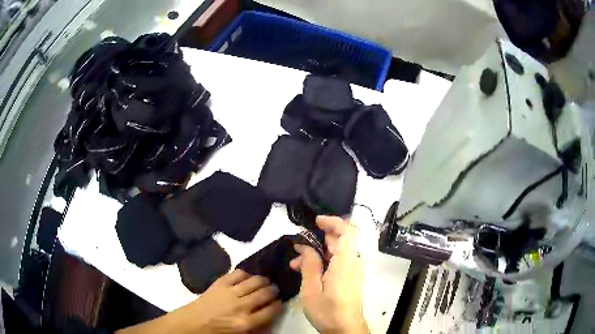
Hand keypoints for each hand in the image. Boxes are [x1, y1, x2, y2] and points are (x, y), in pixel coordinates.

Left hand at [117, 270, 281, 333]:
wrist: (191, 324)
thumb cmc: (216, 333)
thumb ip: (257, 328)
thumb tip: (270, 319)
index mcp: (246, 323)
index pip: (272, 310)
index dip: (278, 305)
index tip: (279, 302)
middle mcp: (241, 306)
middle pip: (265, 293)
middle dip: (274, 291)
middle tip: (274, 290)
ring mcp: (230, 292)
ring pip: (255, 281)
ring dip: (263, 280)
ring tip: (265, 282)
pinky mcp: (220, 283)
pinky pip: (238, 273)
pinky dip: (246, 273)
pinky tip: (248, 277)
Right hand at [290, 216, 368, 333]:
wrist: (346, 330)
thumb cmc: (328, 312)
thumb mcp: (311, 290)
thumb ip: (310, 266)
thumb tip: (307, 246)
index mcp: (345, 263)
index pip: (348, 231)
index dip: (333, 221)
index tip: (316, 221)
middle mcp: (352, 263)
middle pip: (340, 240)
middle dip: (317, 238)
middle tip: (297, 245)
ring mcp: (351, 271)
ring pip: (335, 252)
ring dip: (316, 252)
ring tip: (295, 262)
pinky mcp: (348, 279)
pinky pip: (336, 263)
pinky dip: (321, 262)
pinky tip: (305, 271)